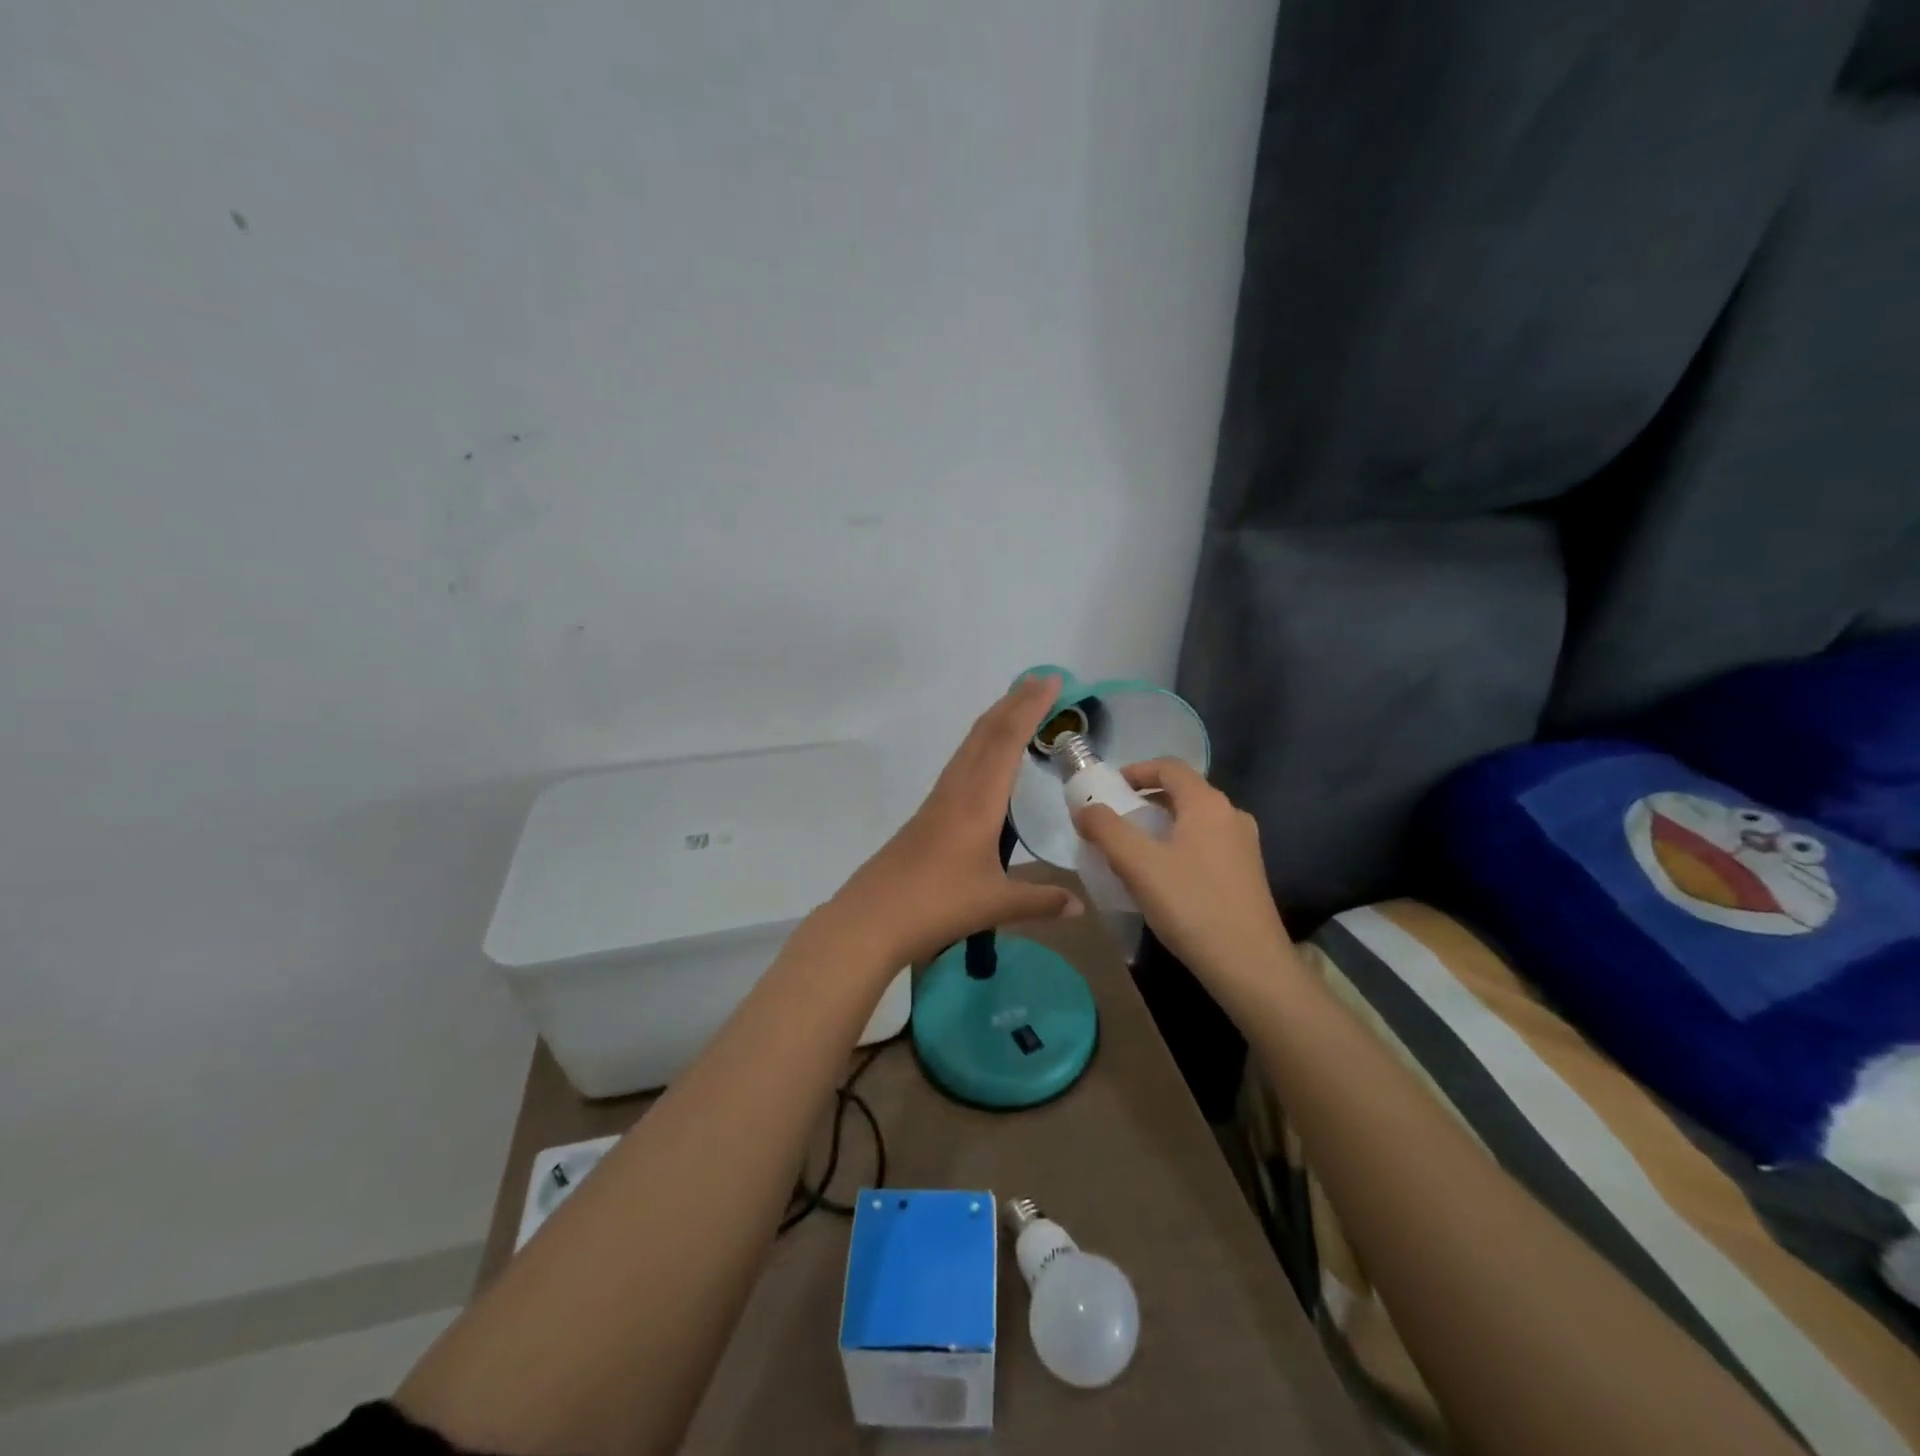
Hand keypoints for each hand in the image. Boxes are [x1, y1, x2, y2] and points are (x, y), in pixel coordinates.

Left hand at [825, 675, 1082, 966]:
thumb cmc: (937, 905)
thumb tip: (1080, 905)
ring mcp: (939, 799)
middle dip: (1014, 702)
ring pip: (970, 746)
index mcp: (978, 801)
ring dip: (995, 720)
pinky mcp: (928, 813)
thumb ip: (1040, 901)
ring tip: (1018, 707)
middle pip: (986, 733)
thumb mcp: (995, 904)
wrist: (871, 917)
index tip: (1050, 680)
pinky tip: (987, 760)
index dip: (1029, 707)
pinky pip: (960, 764)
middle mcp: (957, 789)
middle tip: (1041, 681)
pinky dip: (981, 745)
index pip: (1007, 741)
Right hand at [1073, 759, 1291, 987]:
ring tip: (1133, 851)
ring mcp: (1244, 846)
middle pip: (1182, 792)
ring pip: (1194, 821)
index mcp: (1208, 804)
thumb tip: (1085, 809)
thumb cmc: (1191, 905)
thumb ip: (1106, 829)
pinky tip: (1163, 878)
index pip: (1169, 767)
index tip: (1108, 789)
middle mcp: (1231, 815)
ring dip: (1161, 826)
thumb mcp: (1137, 864)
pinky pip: (1206, 845)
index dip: (1135, 771)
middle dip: (1145, 801)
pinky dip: (1179, 846)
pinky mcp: (1247, 874)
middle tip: (1114, 822)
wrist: (1250, 966)